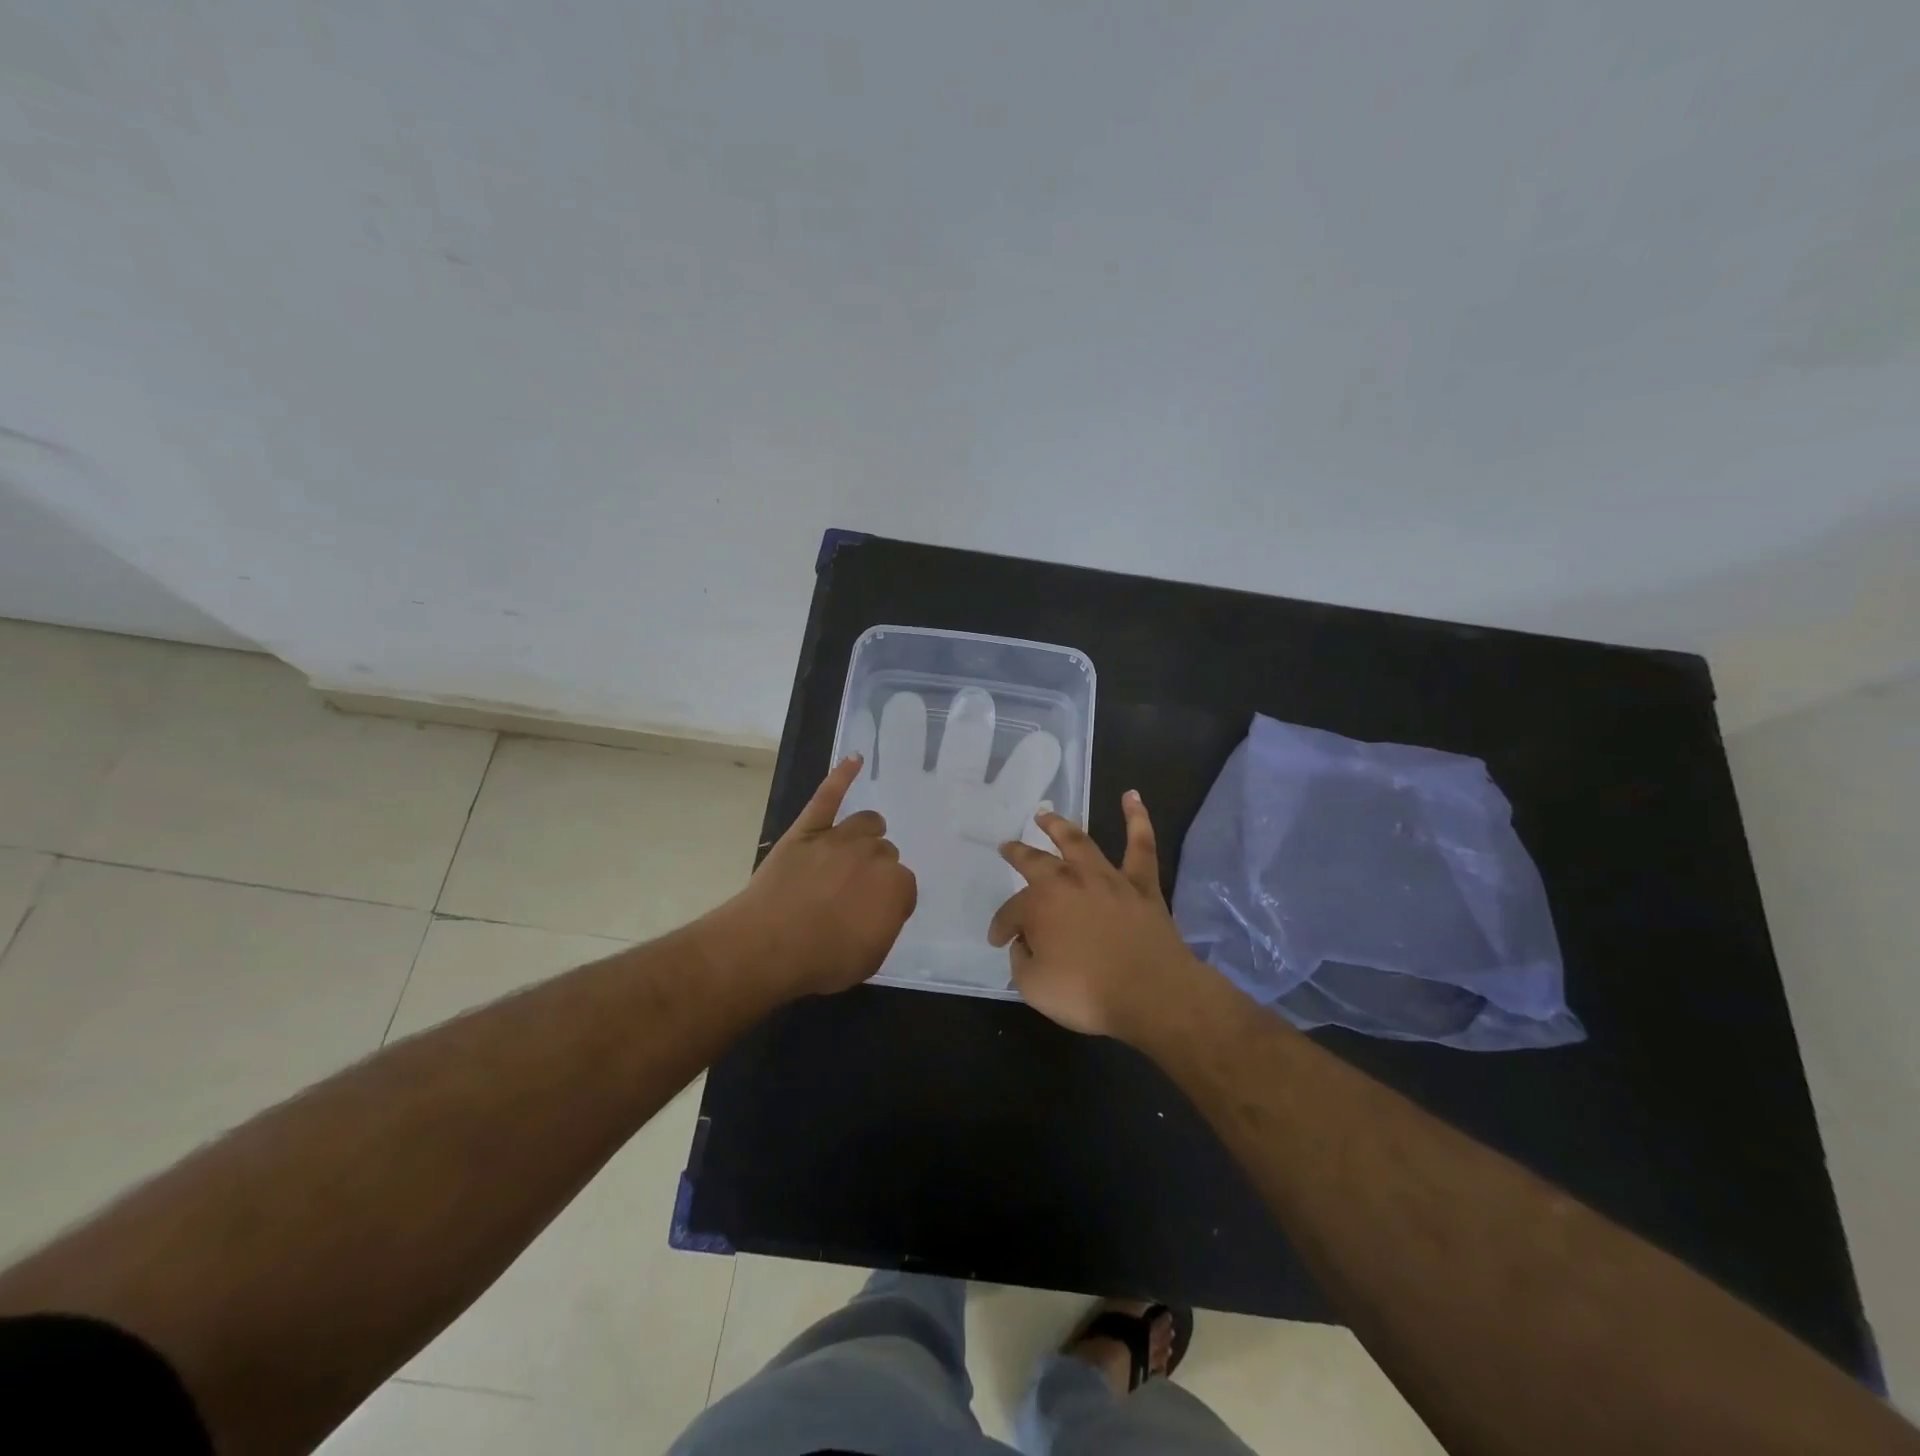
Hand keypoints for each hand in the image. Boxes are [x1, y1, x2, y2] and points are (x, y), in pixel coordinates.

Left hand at [714, 755, 917, 998]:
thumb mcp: (870, 957)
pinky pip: (828, 795)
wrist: (767, 946)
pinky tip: (854, 759)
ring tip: (858, 845)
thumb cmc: (821, 960)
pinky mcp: (808, 828)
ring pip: (866, 823)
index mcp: (895, 886)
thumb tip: (883, 907)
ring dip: (867, 833)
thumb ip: (885, 924)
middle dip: (875, 869)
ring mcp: (839, 837)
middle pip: (885, 852)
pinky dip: (842, 775)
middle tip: (854, 891)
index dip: (888, 901)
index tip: (872, 914)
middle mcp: (874, 855)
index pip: (904, 885)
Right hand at [990, 792, 1202, 1040]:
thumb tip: (1024, 945)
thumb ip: (1021, 961)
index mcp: (1040, 905)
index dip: (1002, 926)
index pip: (1012, 912)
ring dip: (1059, 825)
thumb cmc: (1087, 993)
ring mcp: (1107, 878)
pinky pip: (1140, 845)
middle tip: (1007, 847)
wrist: (1152, 994)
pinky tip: (1132, 796)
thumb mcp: (1034, 987)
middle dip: (1019, 854)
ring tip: (1045, 814)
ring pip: (1079, 842)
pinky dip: (1137, 818)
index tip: (998, 940)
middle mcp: (1069, 881)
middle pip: (1036, 862)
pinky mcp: (1141, 884)